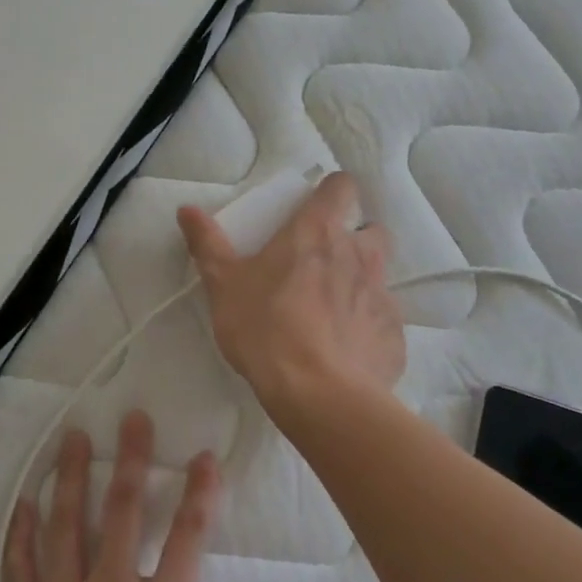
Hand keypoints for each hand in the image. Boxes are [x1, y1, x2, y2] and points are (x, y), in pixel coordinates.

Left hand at [0, 412, 274, 581]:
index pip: (188, 537)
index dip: (200, 491)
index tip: (205, 456)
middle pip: (120, 512)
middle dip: (129, 459)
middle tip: (131, 418)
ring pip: (64, 527)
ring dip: (69, 478)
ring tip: (72, 438)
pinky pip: (18, 571)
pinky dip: (21, 533)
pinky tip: (24, 502)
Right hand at [178, 171, 405, 419]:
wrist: (318, 394)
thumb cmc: (266, 328)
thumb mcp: (224, 285)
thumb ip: (207, 244)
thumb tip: (187, 209)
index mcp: (318, 232)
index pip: (342, 186)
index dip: (332, 192)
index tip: (315, 210)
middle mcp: (359, 255)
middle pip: (371, 230)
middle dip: (354, 240)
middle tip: (322, 264)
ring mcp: (383, 295)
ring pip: (379, 276)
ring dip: (359, 283)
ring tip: (331, 311)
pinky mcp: (394, 336)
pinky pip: (382, 321)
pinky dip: (366, 328)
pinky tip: (344, 350)